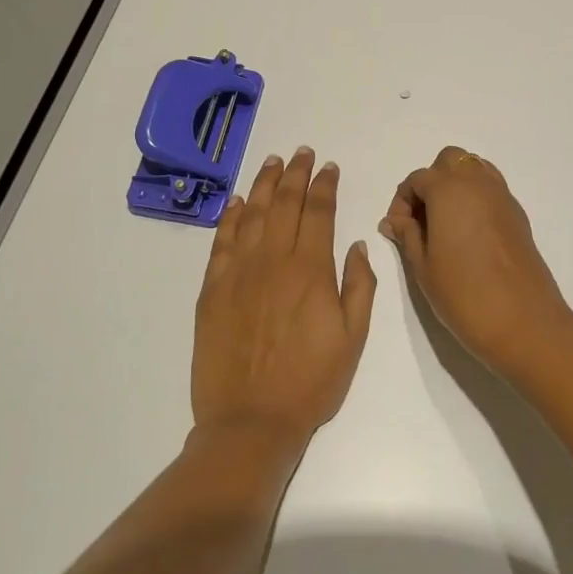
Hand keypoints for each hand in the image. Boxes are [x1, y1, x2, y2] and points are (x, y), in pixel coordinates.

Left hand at [193, 148, 376, 443]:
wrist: (251, 421)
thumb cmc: (311, 382)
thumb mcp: (354, 337)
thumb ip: (359, 285)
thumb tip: (355, 243)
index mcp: (311, 269)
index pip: (319, 212)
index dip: (325, 185)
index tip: (329, 167)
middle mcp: (273, 260)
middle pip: (284, 203)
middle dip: (294, 173)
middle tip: (301, 152)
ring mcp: (238, 272)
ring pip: (251, 214)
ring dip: (262, 184)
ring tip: (271, 162)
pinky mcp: (212, 289)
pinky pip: (221, 241)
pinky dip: (228, 216)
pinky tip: (235, 201)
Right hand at [380, 146, 572, 384]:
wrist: (524, 322)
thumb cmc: (464, 294)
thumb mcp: (423, 266)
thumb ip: (407, 235)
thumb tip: (394, 220)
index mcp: (449, 189)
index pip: (417, 179)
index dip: (402, 202)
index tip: (398, 231)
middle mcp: (478, 183)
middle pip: (449, 161)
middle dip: (431, 182)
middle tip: (422, 220)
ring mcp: (503, 196)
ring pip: (474, 170)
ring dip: (455, 186)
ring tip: (445, 225)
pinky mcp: (518, 215)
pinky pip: (491, 190)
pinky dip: (475, 198)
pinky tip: (468, 234)